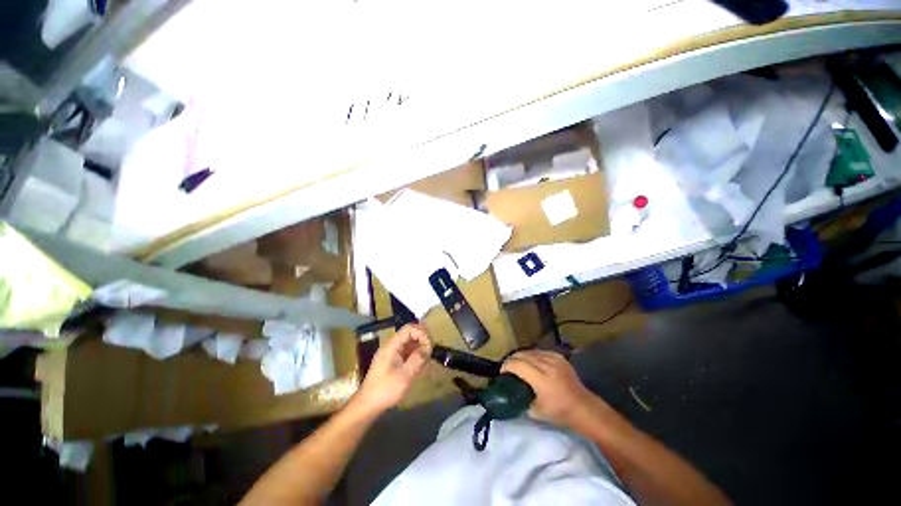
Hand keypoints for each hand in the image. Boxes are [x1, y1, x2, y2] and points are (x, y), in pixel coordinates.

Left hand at [352, 324, 431, 415]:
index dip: (421, 333)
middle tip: (431, 349)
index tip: (429, 345)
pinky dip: (415, 353)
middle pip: (409, 333)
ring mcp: (391, 354)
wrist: (367, 405)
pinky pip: (406, 351)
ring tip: (428, 356)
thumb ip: (417, 359)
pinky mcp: (392, 362)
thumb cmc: (385, 390)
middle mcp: (391, 346)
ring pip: (408, 342)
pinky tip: (421, 362)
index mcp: (391, 346)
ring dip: (419, 346)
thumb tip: (428, 348)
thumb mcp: (404, 376)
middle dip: (421, 338)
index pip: (408, 329)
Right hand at [501, 350, 593, 427]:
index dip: (506, 366)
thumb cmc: (560, 412)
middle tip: (507, 367)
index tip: (502, 372)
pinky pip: (540, 351)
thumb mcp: (536, 412)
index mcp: (541, 379)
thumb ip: (521, 400)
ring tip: (517, 363)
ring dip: (521, 356)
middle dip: (511, 359)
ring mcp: (554, 359)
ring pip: (531, 351)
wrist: (583, 407)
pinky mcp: (559, 357)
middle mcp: (547, 365)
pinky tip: (530, 361)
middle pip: (522, 354)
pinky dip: (532, 354)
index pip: (517, 364)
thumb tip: (510, 394)